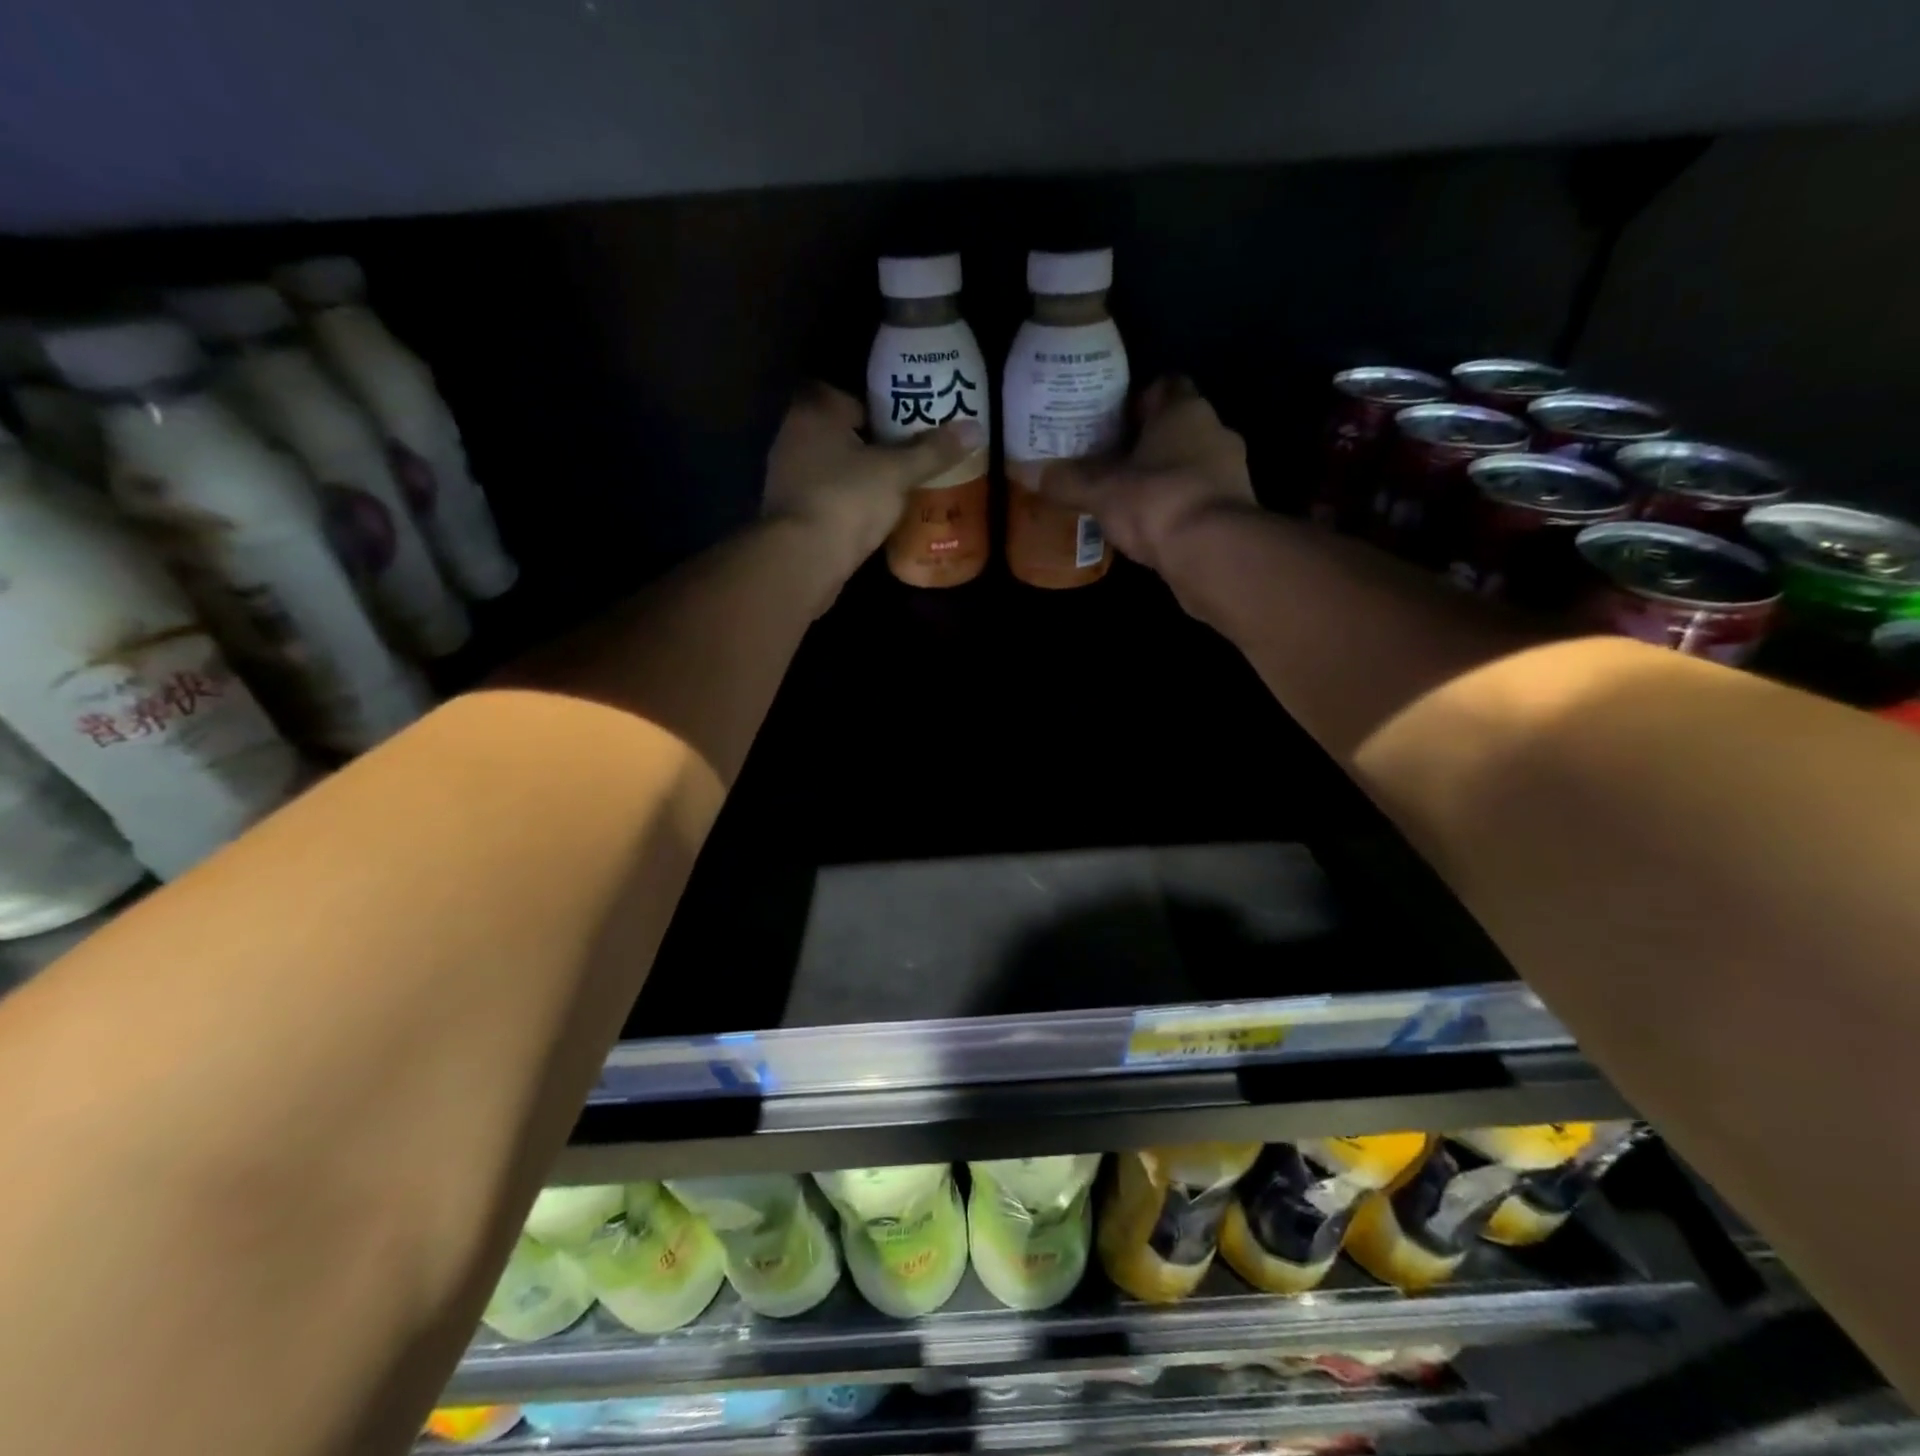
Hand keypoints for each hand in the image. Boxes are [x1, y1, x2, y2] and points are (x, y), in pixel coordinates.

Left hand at [763, 383, 978, 576]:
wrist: (803, 558)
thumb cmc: (848, 499)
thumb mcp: (898, 472)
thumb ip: (933, 451)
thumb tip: (974, 429)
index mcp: (815, 411)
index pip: (847, 397)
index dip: (877, 410)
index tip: (905, 428)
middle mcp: (792, 435)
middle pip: (839, 433)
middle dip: (870, 446)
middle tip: (906, 460)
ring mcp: (785, 476)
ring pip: (830, 467)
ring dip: (856, 477)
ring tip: (894, 490)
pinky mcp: (788, 512)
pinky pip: (823, 496)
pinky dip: (843, 503)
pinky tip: (868, 517)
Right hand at [1038, 377, 1256, 575]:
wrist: (1214, 552)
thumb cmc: (1156, 501)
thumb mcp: (1100, 491)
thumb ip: (1068, 481)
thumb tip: (1032, 473)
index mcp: (1184, 409)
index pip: (1165, 386)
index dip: (1138, 401)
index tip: (1112, 424)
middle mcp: (1215, 429)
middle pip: (1178, 427)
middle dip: (1148, 444)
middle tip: (1113, 464)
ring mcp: (1232, 470)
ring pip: (1192, 463)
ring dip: (1166, 477)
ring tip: (1130, 500)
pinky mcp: (1237, 508)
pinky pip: (1201, 497)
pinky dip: (1180, 507)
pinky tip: (1155, 528)